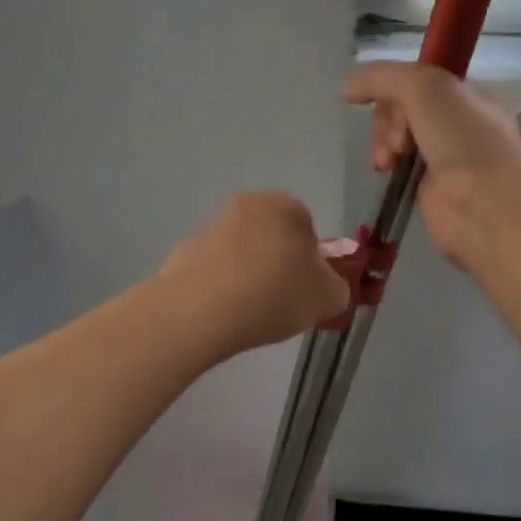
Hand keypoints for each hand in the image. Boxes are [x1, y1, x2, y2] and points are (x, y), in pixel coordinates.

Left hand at [159, 193, 350, 358]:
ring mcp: (211, 227)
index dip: (315, 265)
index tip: (310, 293)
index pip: (310, 230)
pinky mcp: (183, 252)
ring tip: (252, 315)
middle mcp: (247, 206)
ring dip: (251, 278)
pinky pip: (215, 272)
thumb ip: (338, 288)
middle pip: (275, 239)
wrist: (201, 311)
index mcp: (286, 206)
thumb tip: (328, 286)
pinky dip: (222, 289)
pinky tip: (224, 314)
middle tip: (285, 305)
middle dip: (281, 268)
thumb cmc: (276, 294)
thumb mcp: (329, 298)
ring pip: (243, 254)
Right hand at [344, 62, 520, 267]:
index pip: (418, 77)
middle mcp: (459, 120)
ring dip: (384, 143)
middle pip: (402, 107)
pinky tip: (389, 172)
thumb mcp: (423, 87)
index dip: (395, 86)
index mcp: (469, 91)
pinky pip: (398, 166)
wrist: (483, 204)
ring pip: (397, 136)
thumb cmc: (462, 138)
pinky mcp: (429, 186)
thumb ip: (381, 77)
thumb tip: (347, 88)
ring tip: (390, 161)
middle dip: (389, 120)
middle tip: (398, 140)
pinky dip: (389, 167)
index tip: (386, 100)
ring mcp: (445, 155)